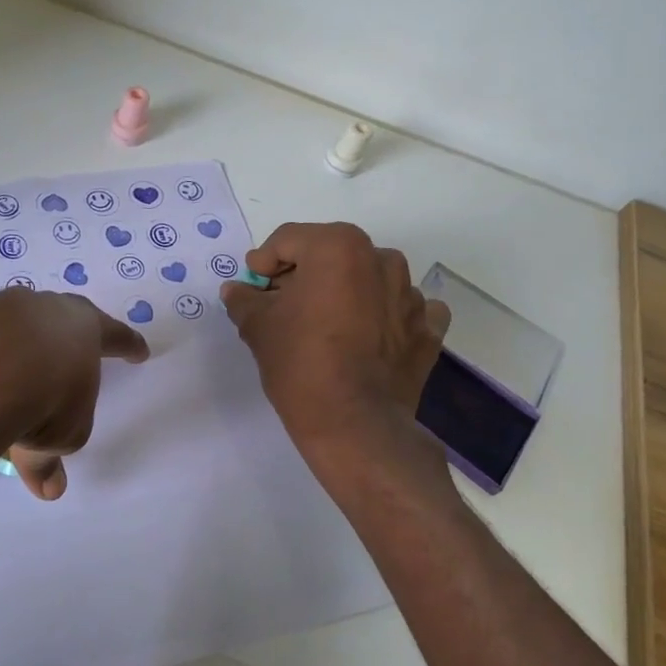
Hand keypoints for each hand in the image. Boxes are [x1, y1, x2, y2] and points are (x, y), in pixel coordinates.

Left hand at [0, 290, 148, 499]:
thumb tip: (48, 488)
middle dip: (58, 342)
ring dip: (6, 352)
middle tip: (58, 361)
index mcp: (82, 329)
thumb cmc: (44, 397)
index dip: (127, 345)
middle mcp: (39, 308)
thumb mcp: (60, 436)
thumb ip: (51, 457)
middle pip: (55, 320)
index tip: (139, 351)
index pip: (113, 335)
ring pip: (4, 328)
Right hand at [221, 222, 448, 455]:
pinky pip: (402, 309)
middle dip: (304, 275)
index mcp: (338, 247)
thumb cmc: (300, 363)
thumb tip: (237, 290)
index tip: (254, 288)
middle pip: (331, 255)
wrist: (355, 425)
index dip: (264, 262)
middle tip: (282, 306)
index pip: (289, 240)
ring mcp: (412, 294)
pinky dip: (384, 316)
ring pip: (368, 279)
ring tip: (324, 326)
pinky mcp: (428, 329)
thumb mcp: (258, 327)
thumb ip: (244, 300)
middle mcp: (381, 259)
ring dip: (346, 293)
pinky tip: (368, 338)